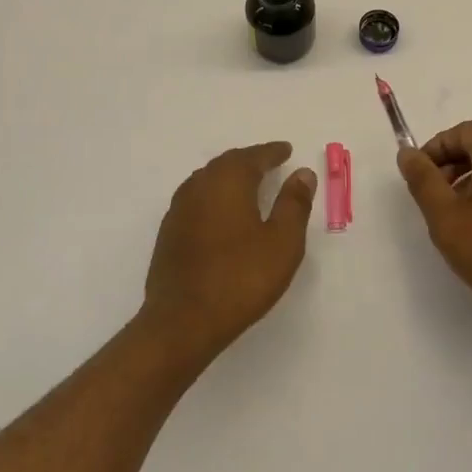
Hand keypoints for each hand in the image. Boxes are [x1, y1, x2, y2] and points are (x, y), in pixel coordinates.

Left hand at [141, 142, 316, 356]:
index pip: (253, 157)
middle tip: (269, 162)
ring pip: (207, 180)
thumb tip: (302, 173)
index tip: (287, 150)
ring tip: (248, 184)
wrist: (182, 321)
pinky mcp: (169, 233)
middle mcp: (199, 186)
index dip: (272, 153)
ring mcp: (179, 210)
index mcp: (228, 182)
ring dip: (229, 177)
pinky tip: (221, 213)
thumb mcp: (282, 242)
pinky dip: (214, 197)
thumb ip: (294, 204)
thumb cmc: (241, 278)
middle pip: (226, 163)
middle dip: (249, 160)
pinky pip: (196, 200)